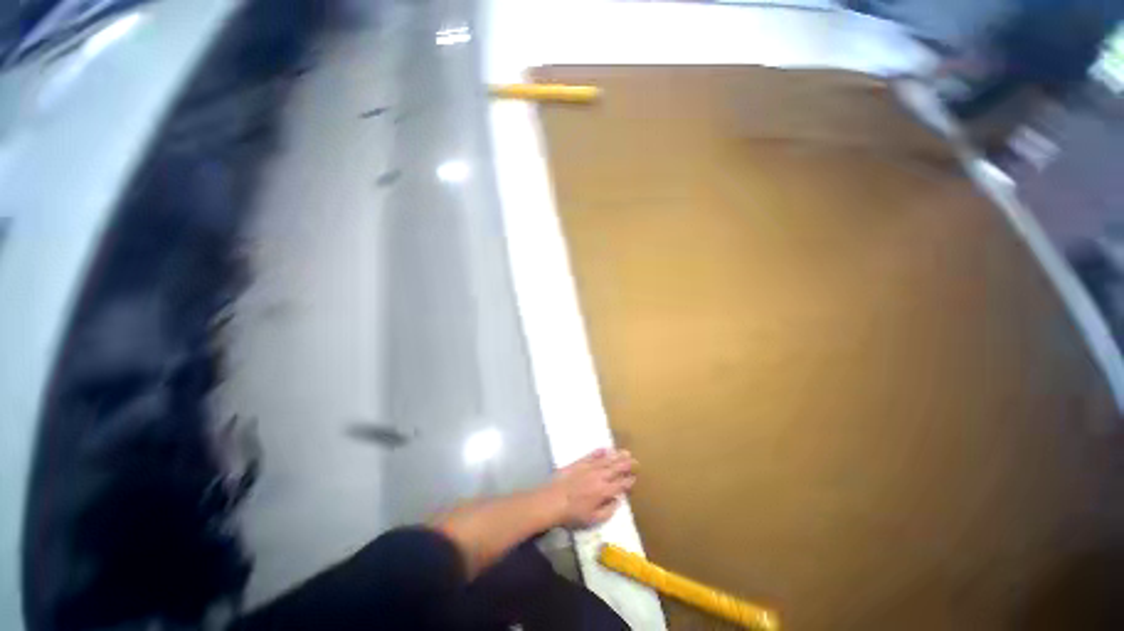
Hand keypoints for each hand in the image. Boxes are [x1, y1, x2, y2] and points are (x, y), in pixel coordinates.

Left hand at [541, 448, 637, 528]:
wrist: (554, 500)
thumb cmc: (573, 514)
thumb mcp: (593, 519)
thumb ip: (608, 510)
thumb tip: (618, 500)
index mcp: (604, 491)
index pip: (620, 485)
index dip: (629, 481)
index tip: (635, 478)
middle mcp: (599, 476)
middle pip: (616, 469)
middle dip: (627, 465)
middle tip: (635, 461)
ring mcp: (589, 467)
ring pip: (606, 460)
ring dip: (617, 456)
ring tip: (625, 452)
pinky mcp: (579, 462)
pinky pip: (592, 455)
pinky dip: (599, 452)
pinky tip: (605, 449)